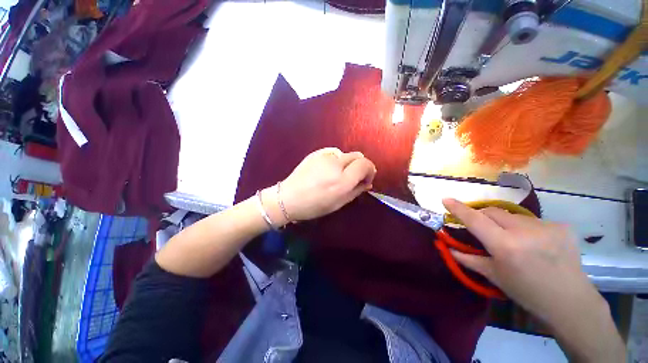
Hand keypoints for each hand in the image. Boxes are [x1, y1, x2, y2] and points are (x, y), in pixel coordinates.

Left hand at [269, 148, 375, 222]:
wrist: (288, 198)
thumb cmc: (314, 206)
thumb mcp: (339, 203)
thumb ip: (356, 190)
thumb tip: (367, 182)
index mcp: (342, 180)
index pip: (365, 164)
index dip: (370, 171)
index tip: (365, 180)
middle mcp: (335, 164)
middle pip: (358, 156)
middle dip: (360, 166)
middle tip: (354, 177)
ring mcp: (324, 156)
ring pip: (346, 154)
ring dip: (348, 163)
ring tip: (338, 174)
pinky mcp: (316, 153)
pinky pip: (334, 152)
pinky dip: (337, 159)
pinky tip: (328, 169)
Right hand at [442, 198, 597, 322]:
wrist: (570, 302)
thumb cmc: (526, 292)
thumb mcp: (493, 276)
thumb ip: (468, 258)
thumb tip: (447, 246)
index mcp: (505, 246)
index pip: (475, 220)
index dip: (459, 209)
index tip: (446, 199)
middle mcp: (525, 231)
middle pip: (492, 212)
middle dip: (483, 217)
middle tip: (485, 231)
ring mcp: (546, 226)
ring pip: (512, 216)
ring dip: (506, 224)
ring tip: (515, 242)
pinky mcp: (561, 225)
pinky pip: (532, 221)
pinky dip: (526, 229)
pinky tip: (536, 244)